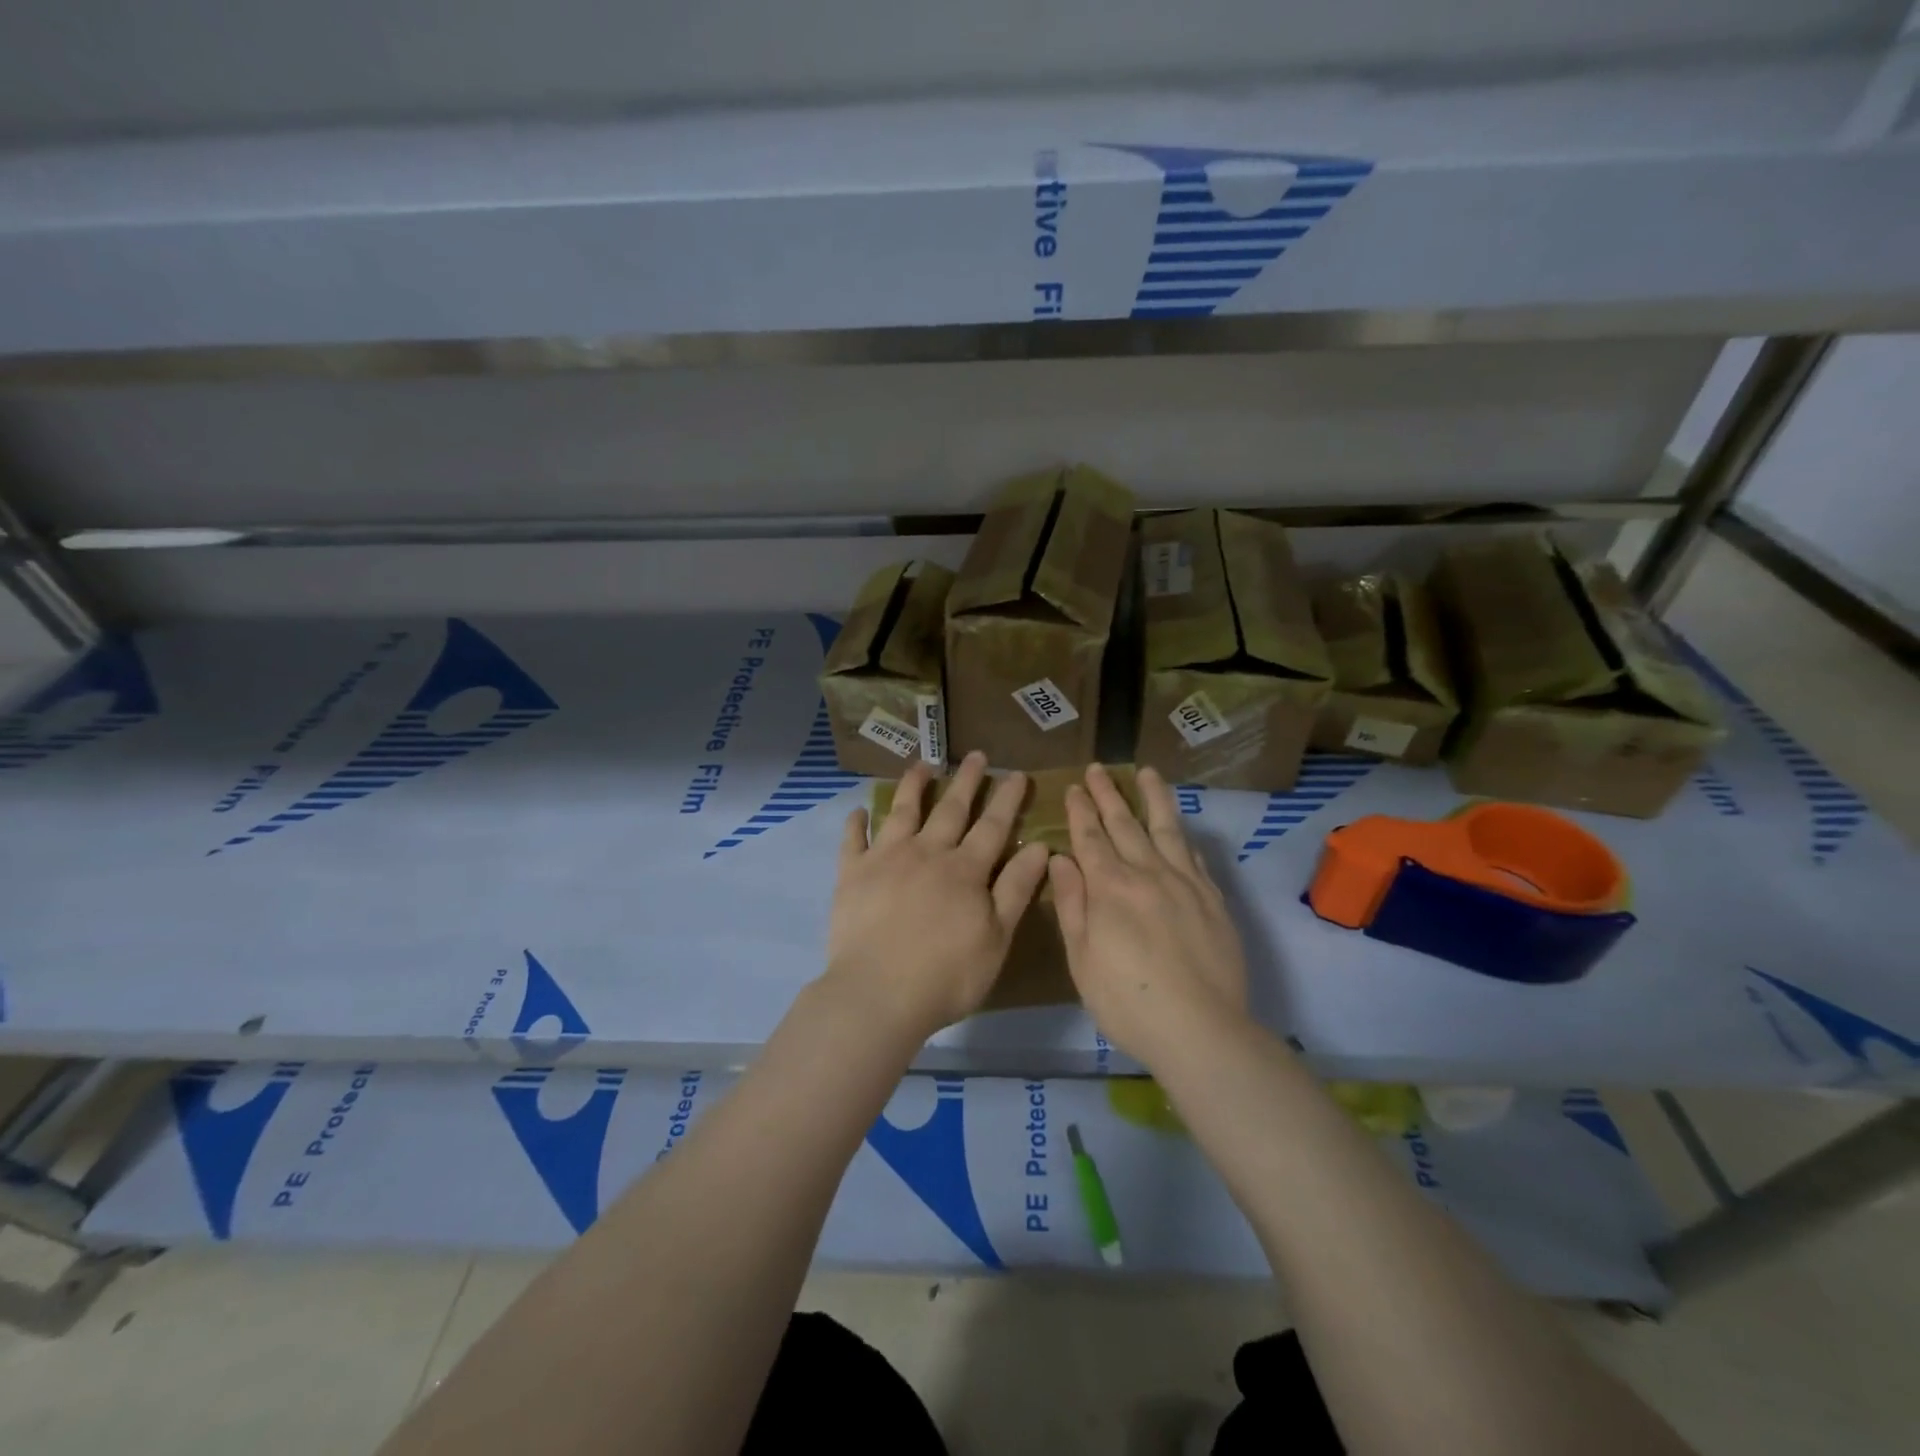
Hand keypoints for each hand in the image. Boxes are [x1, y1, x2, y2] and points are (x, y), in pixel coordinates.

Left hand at [821, 751, 1051, 1044]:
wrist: (878, 994)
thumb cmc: (947, 974)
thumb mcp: (997, 937)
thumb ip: (1016, 888)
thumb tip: (1040, 846)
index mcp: (965, 870)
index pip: (993, 825)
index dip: (1007, 799)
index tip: (1016, 773)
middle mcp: (927, 853)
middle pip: (951, 810)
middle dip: (967, 780)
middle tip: (976, 755)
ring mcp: (886, 859)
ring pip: (903, 812)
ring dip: (914, 786)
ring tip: (921, 765)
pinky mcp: (852, 875)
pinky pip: (853, 841)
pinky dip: (856, 824)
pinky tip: (859, 810)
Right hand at [1048, 763, 1249, 1063]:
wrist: (1200, 1029)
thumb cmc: (1127, 1001)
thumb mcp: (1082, 959)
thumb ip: (1073, 904)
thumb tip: (1061, 858)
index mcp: (1110, 888)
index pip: (1091, 837)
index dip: (1081, 810)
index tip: (1074, 787)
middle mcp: (1147, 874)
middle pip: (1125, 824)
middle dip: (1108, 794)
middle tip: (1098, 769)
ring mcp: (1185, 883)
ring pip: (1166, 829)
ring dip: (1154, 798)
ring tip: (1148, 773)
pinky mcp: (1212, 899)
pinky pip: (1194, 857)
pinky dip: (1182, 836)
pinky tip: (1179, 828)